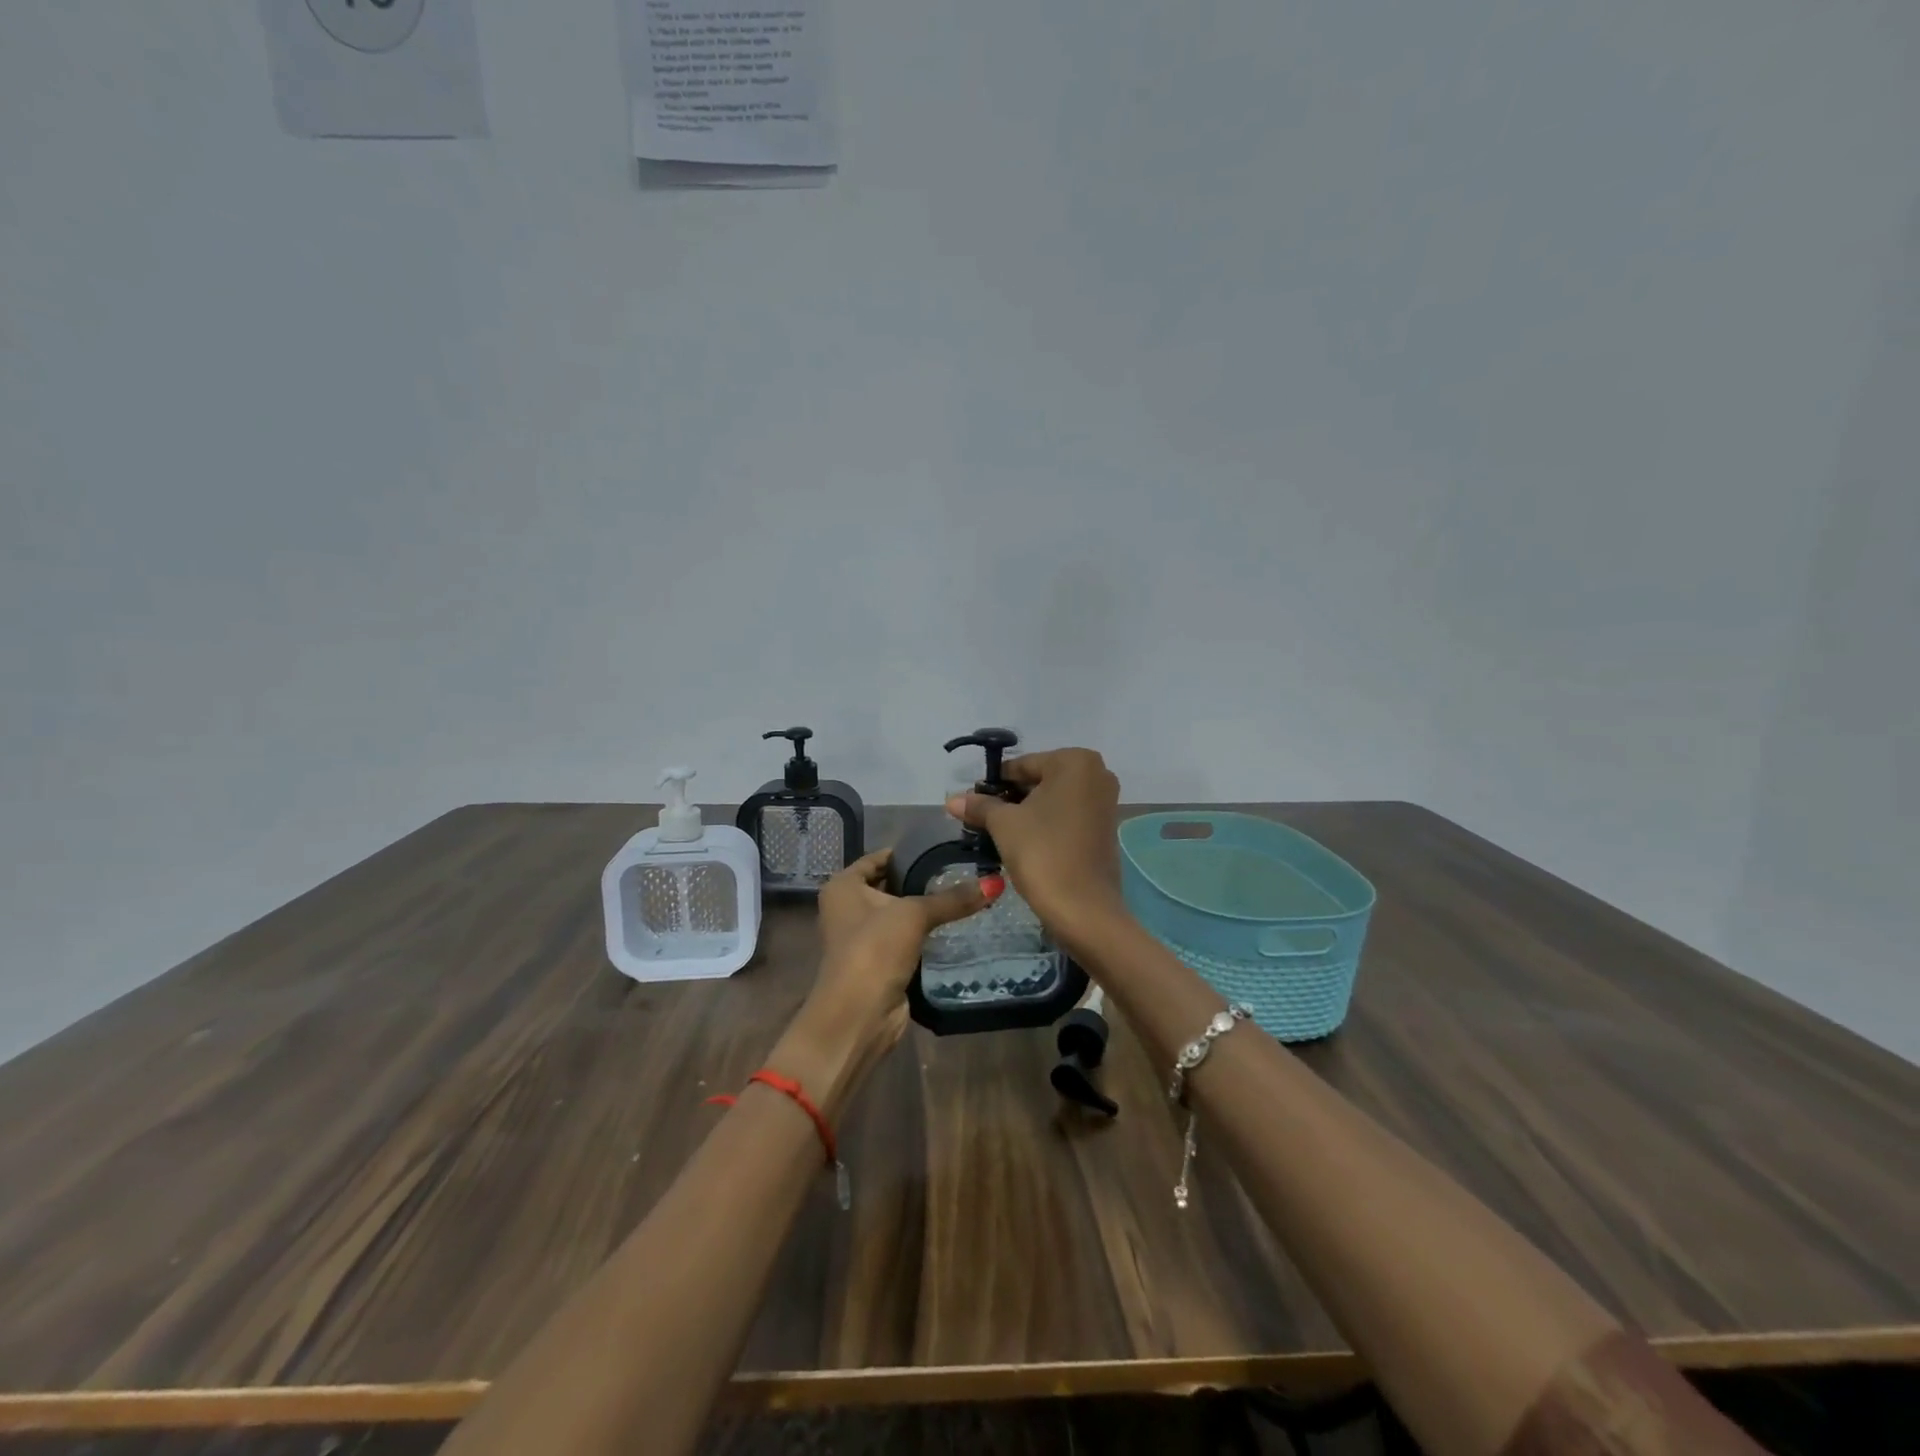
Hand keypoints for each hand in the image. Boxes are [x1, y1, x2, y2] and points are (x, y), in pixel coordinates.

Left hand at [773, 849, 986, 1114]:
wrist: (858, 1015)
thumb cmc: (874, 949)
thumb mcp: (914, 915)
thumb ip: (953, 898)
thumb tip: (996, 882)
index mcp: (843, 886)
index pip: (878, 858)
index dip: (908, 852)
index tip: (943, 847)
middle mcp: (847, 907)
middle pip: (889, 884)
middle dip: (920, 879)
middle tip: (961, 869)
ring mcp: (861, 936)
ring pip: (898, 913)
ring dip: (924, 909)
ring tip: (964, 894)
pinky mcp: (878, 961)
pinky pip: (905, 938)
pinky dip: (923, 933)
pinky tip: (953, 925)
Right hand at [945, 747, 1128, 953]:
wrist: (1083, 908)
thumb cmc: (1042, 853)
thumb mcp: (1004, 825)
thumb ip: (980, 806)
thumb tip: (952, 799)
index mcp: (1075, 761)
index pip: (1021, 765)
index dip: (993, 785)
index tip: (972, 804)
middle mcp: (1097, 773)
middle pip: (1039, 780)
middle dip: (1011, 799)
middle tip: (983, 821)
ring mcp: (1106, 801)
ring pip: (1053, 799)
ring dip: (1027, 813)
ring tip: (999, 834)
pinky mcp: (1106, 827)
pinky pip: (1068, 816)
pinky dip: (1047, 824)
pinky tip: (1025, 843)